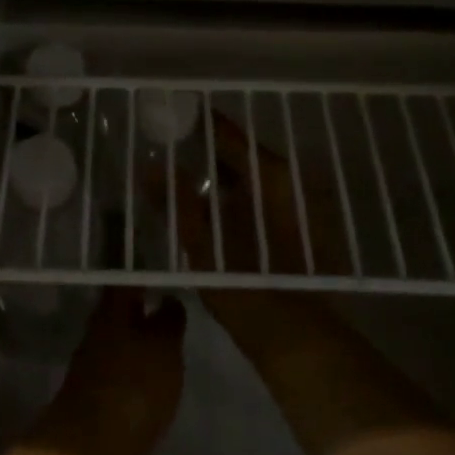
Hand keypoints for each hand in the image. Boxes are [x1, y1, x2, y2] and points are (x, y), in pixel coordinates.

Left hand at [29, 288, 185, 454]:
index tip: (164, 270)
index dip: (144, 273)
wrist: (89, 450)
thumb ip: (169, 321)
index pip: (127, 279)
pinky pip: (118, 365)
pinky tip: (151, 373)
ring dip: (139, 334)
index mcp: (112, 309)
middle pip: (120, 308)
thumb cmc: (133, 387)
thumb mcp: (164, 348)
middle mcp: (97, 329)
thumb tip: (170, 299)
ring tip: (168, 339)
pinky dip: (134, 363)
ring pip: (119, 336)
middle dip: (142, 305)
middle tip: (171, 303)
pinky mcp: (93, 393)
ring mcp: (92, 362)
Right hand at [161, 114, 353, 355]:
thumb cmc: (248, 288)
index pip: (229, 134)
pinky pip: (264, 199)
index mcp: (271, 176)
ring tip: (187, 177)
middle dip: (209, 151)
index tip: (174, 115)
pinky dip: (240, 198)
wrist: (300, 339)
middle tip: (173, 147)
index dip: (201, 124)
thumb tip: (151, 166)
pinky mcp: (304, 228)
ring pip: (254, 178)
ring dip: (224, 176)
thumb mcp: (203, 246)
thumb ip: (177, 203)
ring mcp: (301, 205)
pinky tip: (216, 210)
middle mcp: (290, 181)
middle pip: (243, 155)